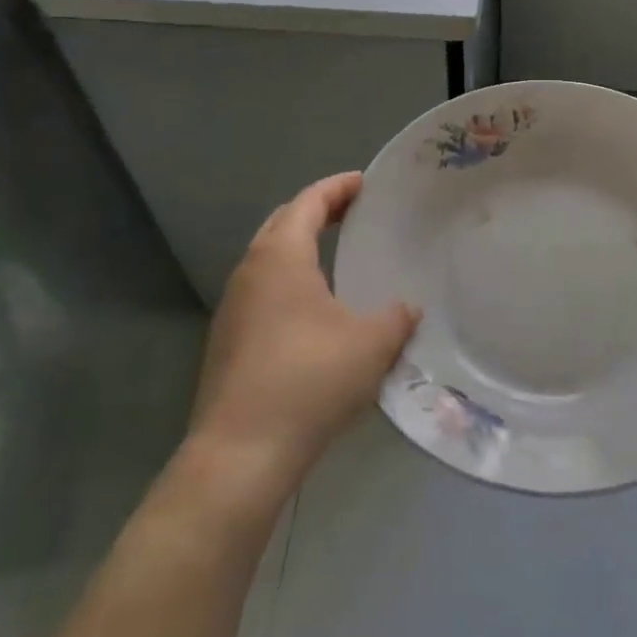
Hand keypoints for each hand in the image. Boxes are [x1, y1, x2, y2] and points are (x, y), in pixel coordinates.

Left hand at [183, 173, 416, 502]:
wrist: (240, 453)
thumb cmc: (309, 381)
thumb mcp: (371, 344)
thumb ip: (397, 317)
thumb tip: (409, 307)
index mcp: (281, 256)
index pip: (308, 201)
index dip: (338, 187)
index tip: (366, 183)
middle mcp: (250, 270)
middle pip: (283, 222)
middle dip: (318, 210)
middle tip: (353, 212)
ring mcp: (233, 306)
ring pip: (269, 257)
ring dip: (300, 245)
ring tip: (337, 254)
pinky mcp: (228, 339)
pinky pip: (263, 288)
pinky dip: (290, 278)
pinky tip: (314, 307)